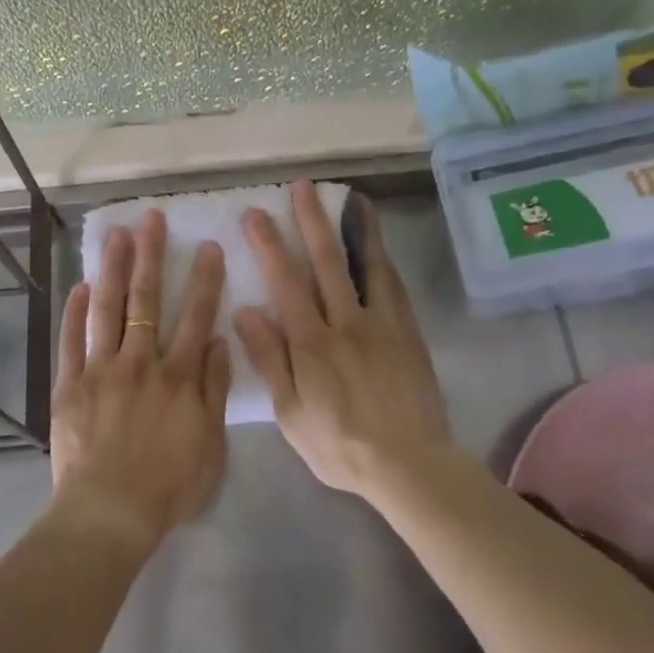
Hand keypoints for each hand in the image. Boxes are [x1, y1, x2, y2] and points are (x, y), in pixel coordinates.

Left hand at [49, 210, 231, 548]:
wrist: (110, 512)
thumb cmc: (168, 485)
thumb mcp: (211, 445)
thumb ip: (214, 389)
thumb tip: (218, 341)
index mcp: (178, 376)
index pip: (195, 317)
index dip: (203, 280)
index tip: (206, 246)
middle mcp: (140, 362)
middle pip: (147, 300)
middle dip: (151, 256)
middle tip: (151, 219)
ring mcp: (101, 369)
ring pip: (107, 309)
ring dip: (112, 269)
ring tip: (115, 235)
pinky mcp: (70, 384)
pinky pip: (71, 341)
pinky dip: (74, 312)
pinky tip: (78, 285)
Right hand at [234, 180, 450, 495]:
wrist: (409, 465)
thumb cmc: (339, 444)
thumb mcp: (290, 412)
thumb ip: (269, 359)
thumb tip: (245, 311)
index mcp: (312, 343)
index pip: (286, 282)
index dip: (269, 245)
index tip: (256, 213)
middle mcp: (346, 322)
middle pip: (326, 262)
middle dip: (311, 221)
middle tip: (302, 187)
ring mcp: (382, 324)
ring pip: (367, 266)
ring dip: (355, 228)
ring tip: (351, 197)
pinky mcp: (408, 333)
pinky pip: (394, 287)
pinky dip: (384, 260)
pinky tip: (379, 245)